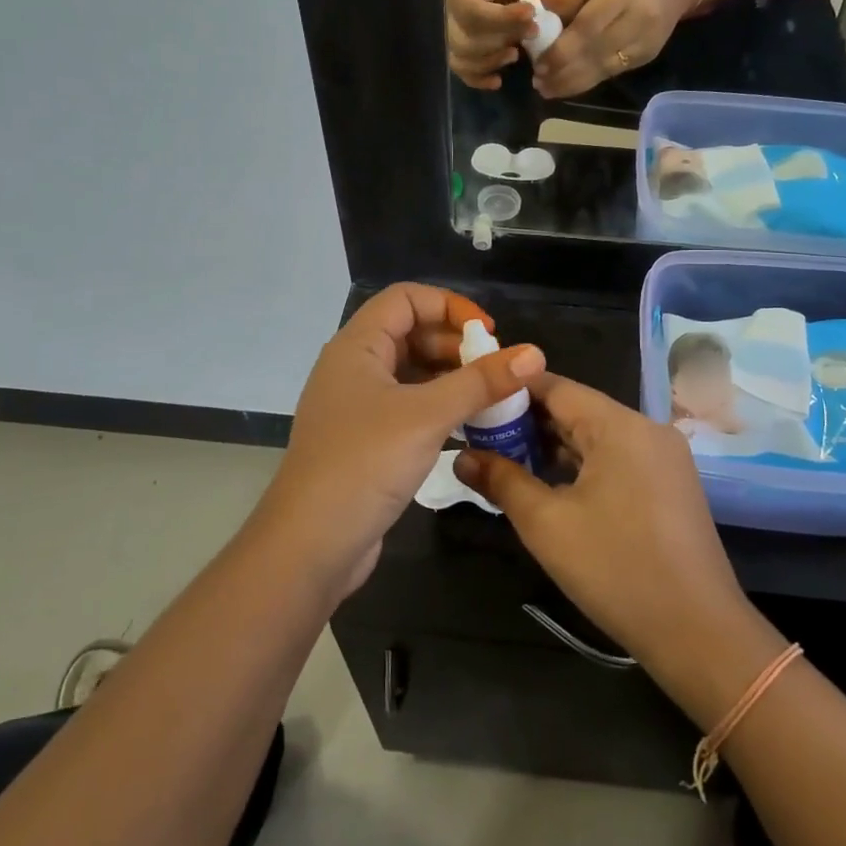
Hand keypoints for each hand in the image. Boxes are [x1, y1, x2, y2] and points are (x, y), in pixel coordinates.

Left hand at [262, 284, 545, 593]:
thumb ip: (482, 382)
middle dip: (456, 345)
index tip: (488, 333)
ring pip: (412, 373)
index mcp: (356, 347)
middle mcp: (354, 368)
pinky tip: (469, 426)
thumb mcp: (427, 416)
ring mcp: (358, 406)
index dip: (449, 305)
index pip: (406, 299)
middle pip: (411, 333)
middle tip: (496, 370)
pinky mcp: (367, 440)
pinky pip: (409, 407)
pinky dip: (439, 408)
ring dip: (451, 378)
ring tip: (492, 397)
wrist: (310, 546)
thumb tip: (535, 353)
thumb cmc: (365, 464)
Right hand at [445, 0, 546, 89]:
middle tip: (532, 32)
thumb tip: (559, 1)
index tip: (531, 12)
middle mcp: (443, 12)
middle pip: (468, 40)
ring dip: (490, 62)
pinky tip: (497, 81)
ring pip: (462, 58)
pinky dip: (476, 78)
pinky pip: (458, 66)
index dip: (504, 18)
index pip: (475, 11)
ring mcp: (444, 29)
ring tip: (515, 55)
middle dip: (502, 40)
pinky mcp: (449, 40)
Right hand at [453, 373, 749, 668]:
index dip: (512, 391)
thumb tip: (461, 456)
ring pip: (597, 436)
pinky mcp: (670, 484)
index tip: (474, 401)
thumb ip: (502, 481)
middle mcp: (647, 429)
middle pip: (578, 409)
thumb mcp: (547, 524)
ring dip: (554, 446)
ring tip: (506, 460)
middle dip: (529, 422)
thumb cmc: (616, 569)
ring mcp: (664, 457)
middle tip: (481, 436)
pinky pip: (617, 458)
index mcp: (620, 425)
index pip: (556, 387)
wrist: (699, 633)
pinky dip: (582, 465)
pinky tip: (551, 484)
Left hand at [532, 0, 698, 99]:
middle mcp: (636, 22)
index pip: (588, 28)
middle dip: (563, 72)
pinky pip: (612, 73)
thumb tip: (540, 13)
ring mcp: (644, 44)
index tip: (538, 63)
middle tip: (538, 81)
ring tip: (547, 90)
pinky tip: (567, 86)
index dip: (562, 49)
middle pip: (595, 54)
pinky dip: (587, 82)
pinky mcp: (646, 57)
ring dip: (572, 84)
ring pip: (603, 70)